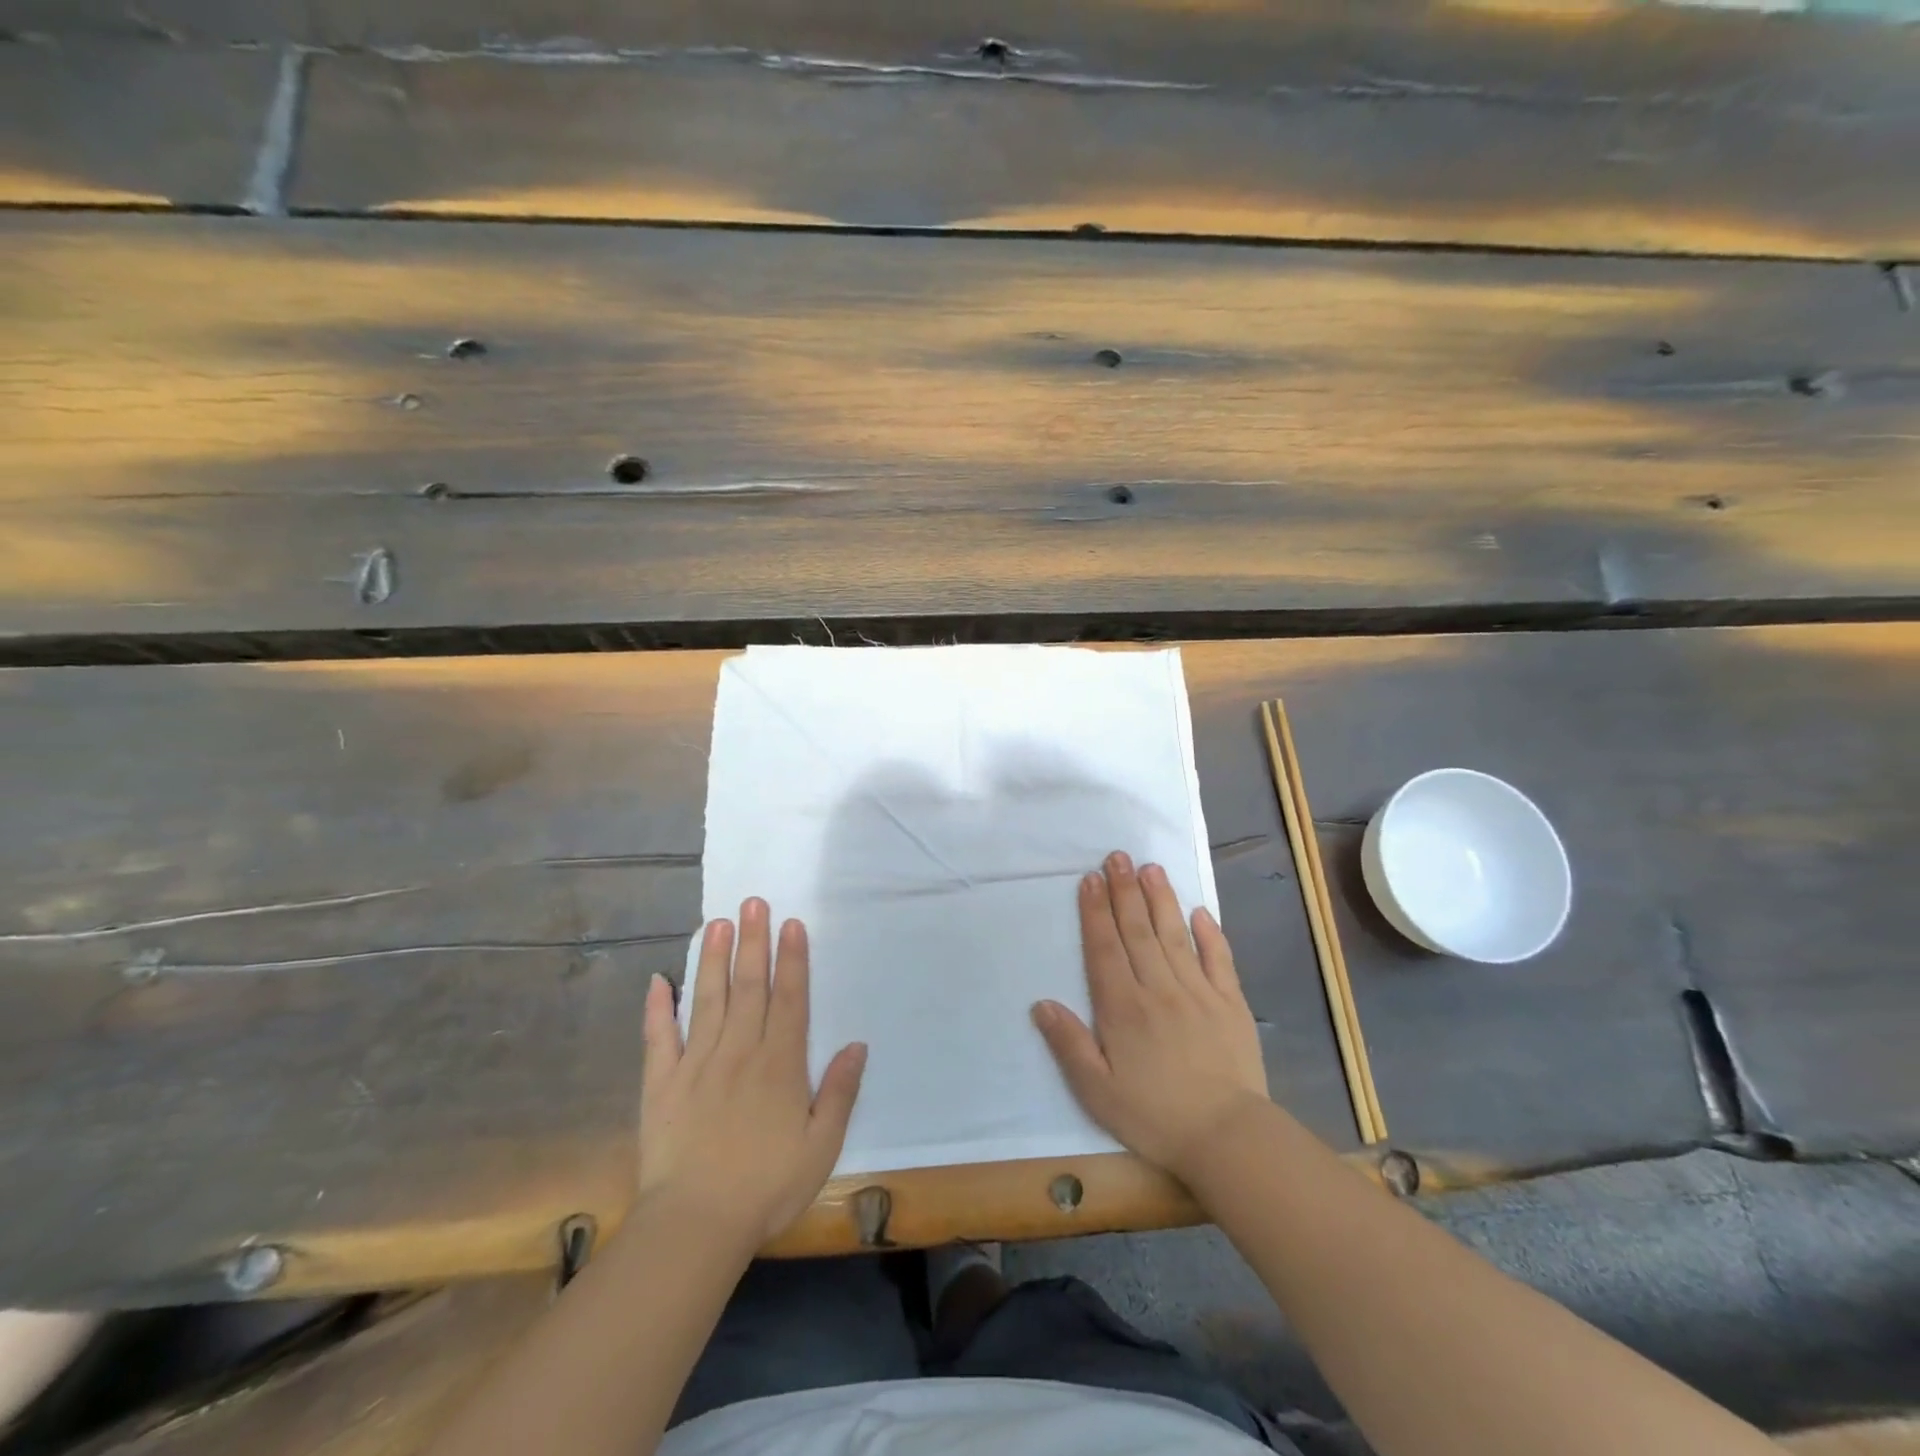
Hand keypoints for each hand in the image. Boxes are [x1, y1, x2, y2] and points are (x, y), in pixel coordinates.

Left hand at [638, 899, 866, 1248]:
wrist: (696, 1225)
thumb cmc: (767, 1186)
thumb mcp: (822, 1145)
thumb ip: (840, 1091)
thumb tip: (856, 1044)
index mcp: (780, 1064)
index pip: (789, 999)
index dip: (792, 959)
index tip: (790, 923)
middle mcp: (739, 1051)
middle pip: (749, 986)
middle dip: (753, 942)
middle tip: (752, 902)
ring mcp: (697, 1064)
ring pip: (707, 999)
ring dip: (712, 958)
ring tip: (715, 922)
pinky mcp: (662, 1083)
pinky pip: (659, 1038)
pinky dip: (657, 1008)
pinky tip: (658, 980)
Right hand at [1032, 852, 1269, 1181]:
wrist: (1228, 1137)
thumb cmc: (1155, 1116)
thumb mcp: (1098, 1092)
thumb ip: (1069, 1045)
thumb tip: (1041, 1004)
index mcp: (1124, 1008)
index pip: (1105, 949)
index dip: (1096, 912)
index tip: (1090, 879)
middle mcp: (1159, 989)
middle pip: (1138, 931)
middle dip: (1125, 892)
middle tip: (1117, 856)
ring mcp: (1199, 992)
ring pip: (1175, 935)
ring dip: (1160, 899)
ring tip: (1150, 868)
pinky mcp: (1231, 1003)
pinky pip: (1218, 959)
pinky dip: (1209, 933)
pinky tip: (1199, 911)